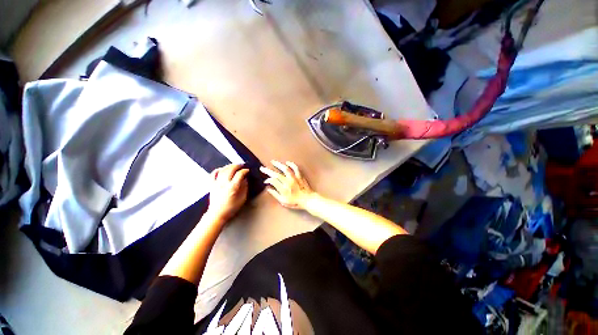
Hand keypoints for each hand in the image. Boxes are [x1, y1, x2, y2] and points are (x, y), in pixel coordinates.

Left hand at [207, 164, 249, 222]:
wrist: (217, 214)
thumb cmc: (231, 208)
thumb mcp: (242, 198)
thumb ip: (245, 187)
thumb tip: (245, 179)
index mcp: (233, 187)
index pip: (240, 174)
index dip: (245, 171)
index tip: (248, 170)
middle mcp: (224, 183)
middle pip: (231, 169)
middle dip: (237, 165)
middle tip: (242, 165)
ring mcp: (217, 183)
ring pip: (223, 170)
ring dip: (229, 166)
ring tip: (234, 166)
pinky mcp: (212, 184)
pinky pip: (213, 174)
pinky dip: (218, 169)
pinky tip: (222, 169)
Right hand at [260, 160, 313, 209]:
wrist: (308, 199)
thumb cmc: (295, 202)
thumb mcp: (283, 201)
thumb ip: (275, 194)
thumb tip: (268, 188)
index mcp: (283, 189)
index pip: (273, 181)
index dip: (268, 180)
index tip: (265, 181)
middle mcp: (288, 182)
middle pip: (276, 174)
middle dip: (268, 171)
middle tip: (262, 168)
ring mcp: (294, 178)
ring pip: (285, 168)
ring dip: (278, 164)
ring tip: (273, 161)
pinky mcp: (299, 175)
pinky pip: (295, 168)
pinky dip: (291, 164)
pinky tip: (287, 162)